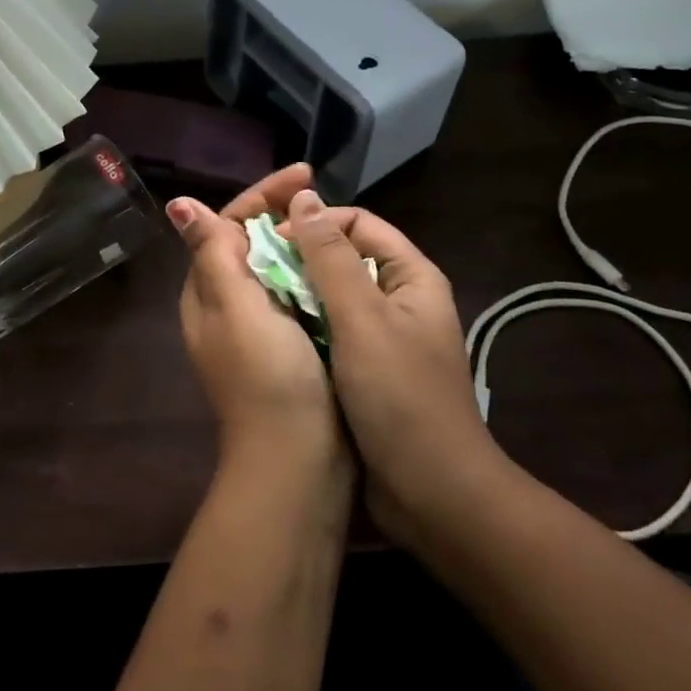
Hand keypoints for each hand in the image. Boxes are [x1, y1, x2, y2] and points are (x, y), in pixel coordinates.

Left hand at [168, 166, 347, 471]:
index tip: (306, 174)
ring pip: (276, 265)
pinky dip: (315, 271)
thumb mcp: (236, 308)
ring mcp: (258, 325)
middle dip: (283, 211)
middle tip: (325, 194)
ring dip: (301, 239)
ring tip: (336, 220)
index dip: (262, 195)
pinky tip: (341, 263)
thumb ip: (211, 253)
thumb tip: (178, 203)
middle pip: (251, 240)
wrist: (298, 462)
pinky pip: (298, 292)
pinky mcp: (289, 343)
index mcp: (208, 290)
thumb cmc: (267, 378)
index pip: (227, 223)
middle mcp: (227, 302)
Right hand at [281, 191, 498, 541]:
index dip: (315, 225)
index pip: (357, 224)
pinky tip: (278, 333)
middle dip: (303, 258)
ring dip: (301, 293)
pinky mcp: (370, 369)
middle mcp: (400, 298)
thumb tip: (304, 196)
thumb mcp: (361, 319)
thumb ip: (331, 257)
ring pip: (335, 296)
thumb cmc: (399, 396)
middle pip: (346, 257)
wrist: (433, 493)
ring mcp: (385, 336)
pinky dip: (306, 325)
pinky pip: (333, 330)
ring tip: (260, 298)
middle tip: (257, 270)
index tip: (273, 243)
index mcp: (412, 277)